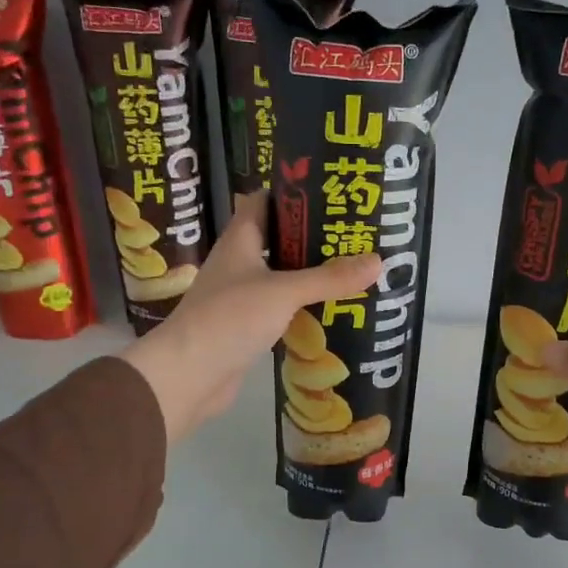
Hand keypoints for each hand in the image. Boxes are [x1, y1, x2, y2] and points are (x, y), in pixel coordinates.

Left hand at [121, 192, 382, 444]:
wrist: (189, 375)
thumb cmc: (230, 318)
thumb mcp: (284, 291)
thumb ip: (329, 278)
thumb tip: (378, 261)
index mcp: (240, 240)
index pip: (264, 201)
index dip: (293, 193)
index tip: (331, 192)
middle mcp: (239, 263)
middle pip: (278, 240)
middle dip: (313, 237)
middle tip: (355, 235)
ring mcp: (241, 296)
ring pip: (281, 276)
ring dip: (310, 274)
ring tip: (352, 269)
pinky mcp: (247, 326)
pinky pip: (281, 308)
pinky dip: (303, 307)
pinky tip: (332, 310)